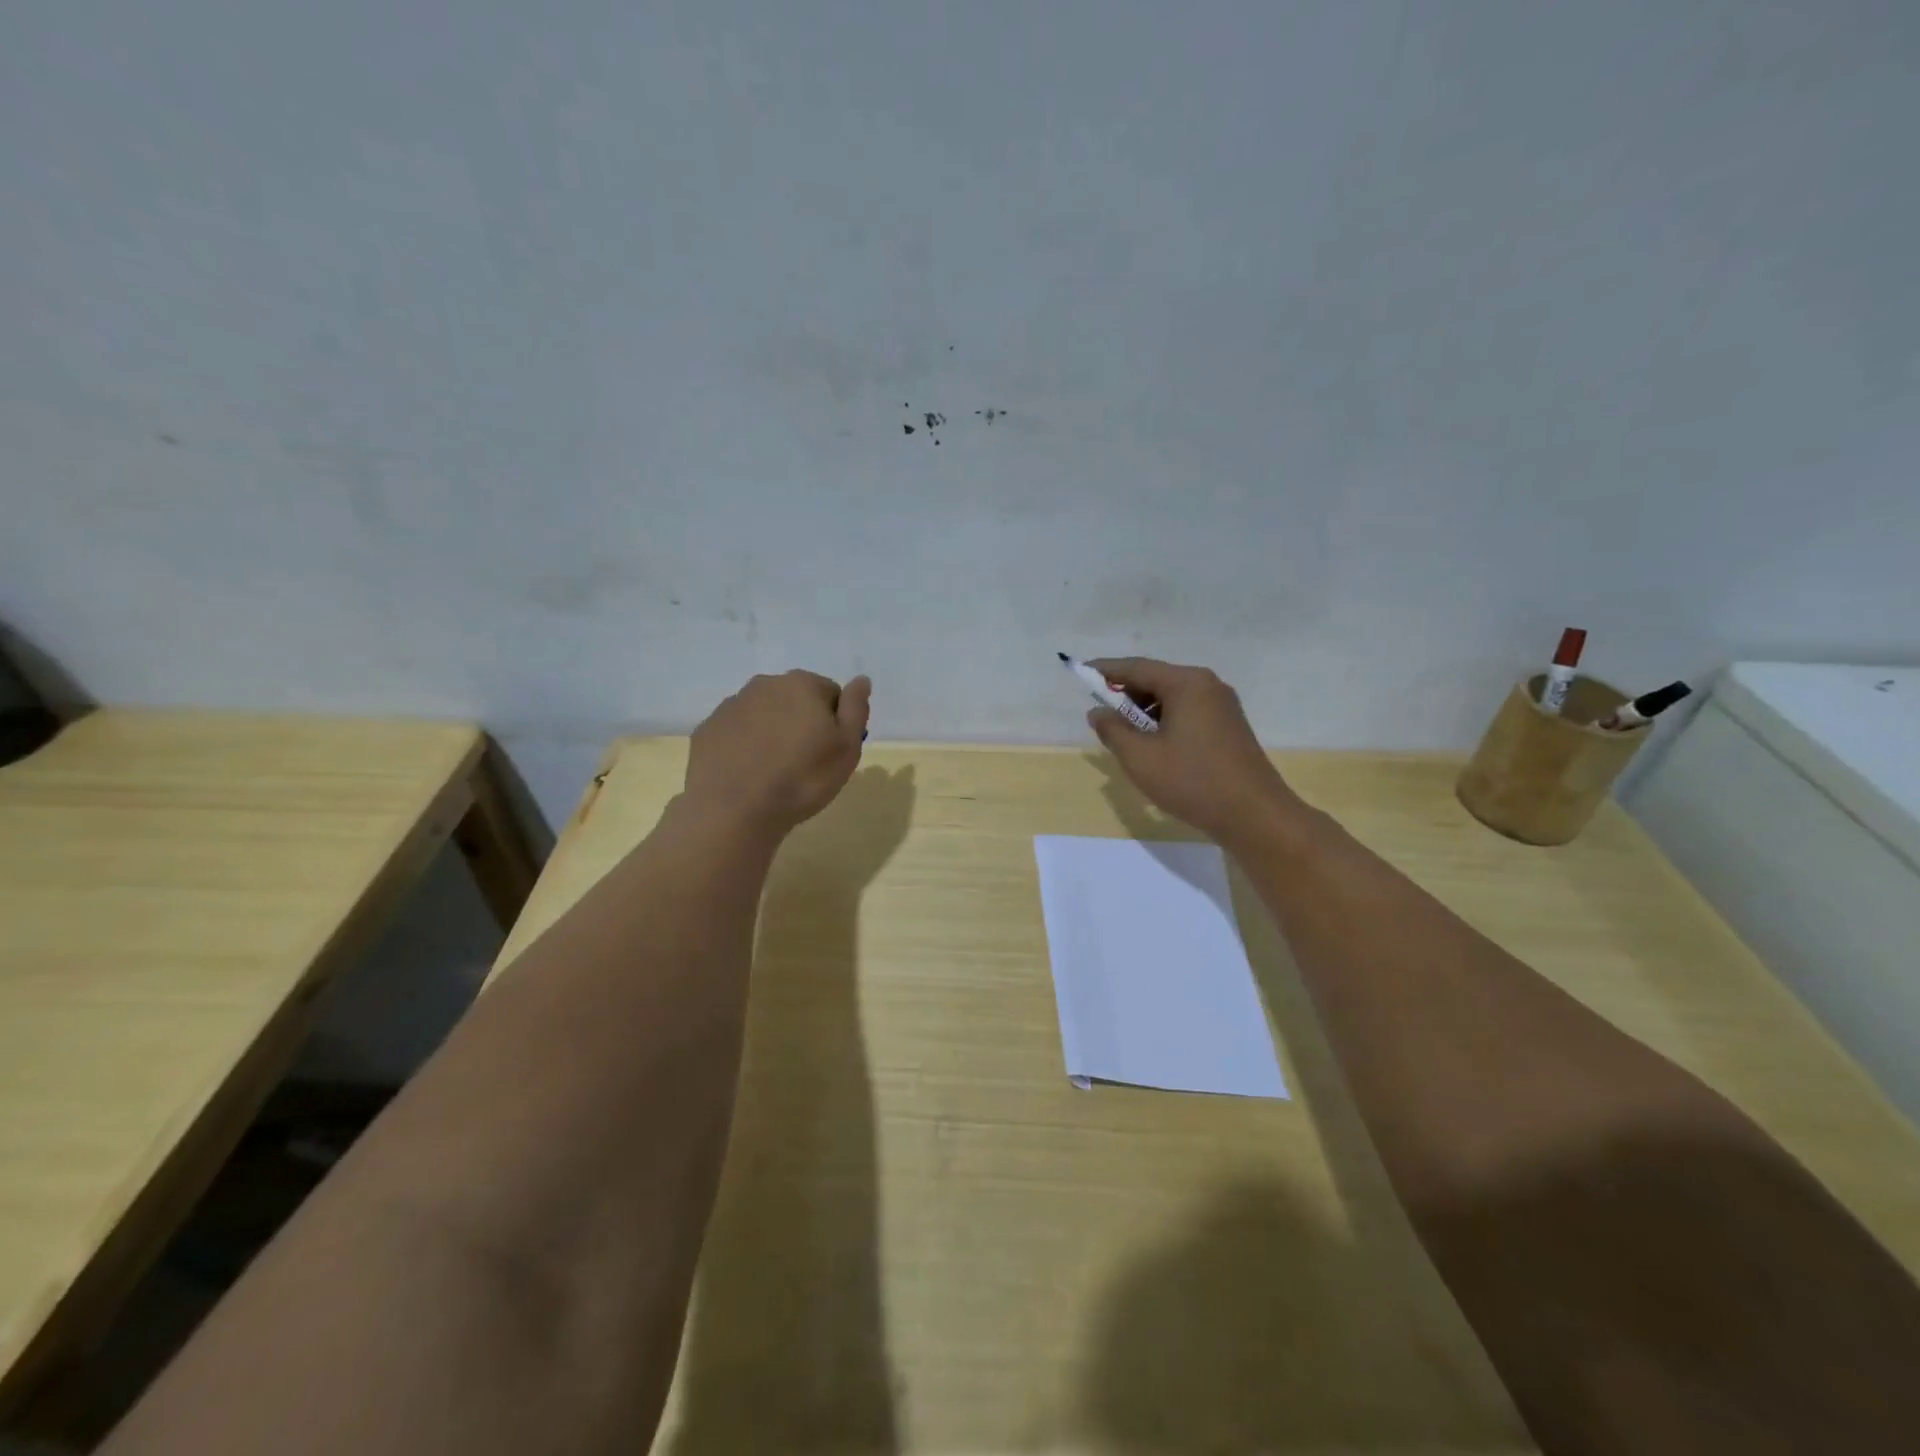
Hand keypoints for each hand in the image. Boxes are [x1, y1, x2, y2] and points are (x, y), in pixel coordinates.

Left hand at [685, 671, 870, 834]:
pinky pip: (736, 732)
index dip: (835, 723)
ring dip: (772, 732)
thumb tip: (861, 679)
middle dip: (801, 722)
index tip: (830, 751)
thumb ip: (856, 708)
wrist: (735, 810)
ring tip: (774, 770)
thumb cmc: (802, 778)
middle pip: (794, 699)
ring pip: (763, 714)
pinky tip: (748, 773)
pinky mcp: (707, 729)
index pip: (831, 693)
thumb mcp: (846, 747)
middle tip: (804, 762)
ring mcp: (730, 706)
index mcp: (801, 684)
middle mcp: (764, 684)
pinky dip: (745, 745)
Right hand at [1085, 658, 1301, 846]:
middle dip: (1126, 693)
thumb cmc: (1192, 781)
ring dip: (1145, 711)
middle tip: (1101, 713)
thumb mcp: (1140, 757)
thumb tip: (1098, 712)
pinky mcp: (1230, 727)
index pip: (1137, 667)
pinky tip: (1154, 745)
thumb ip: (1113, 730)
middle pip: (1156, 679)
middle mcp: (1207, 686)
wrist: (1254, 815)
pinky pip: (1188, 713)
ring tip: (1125, 735)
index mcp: (1186, 683)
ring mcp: (1223, 706)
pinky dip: (1165, 721)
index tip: (1081, 671)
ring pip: (1172, 698)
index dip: (1106, 669)